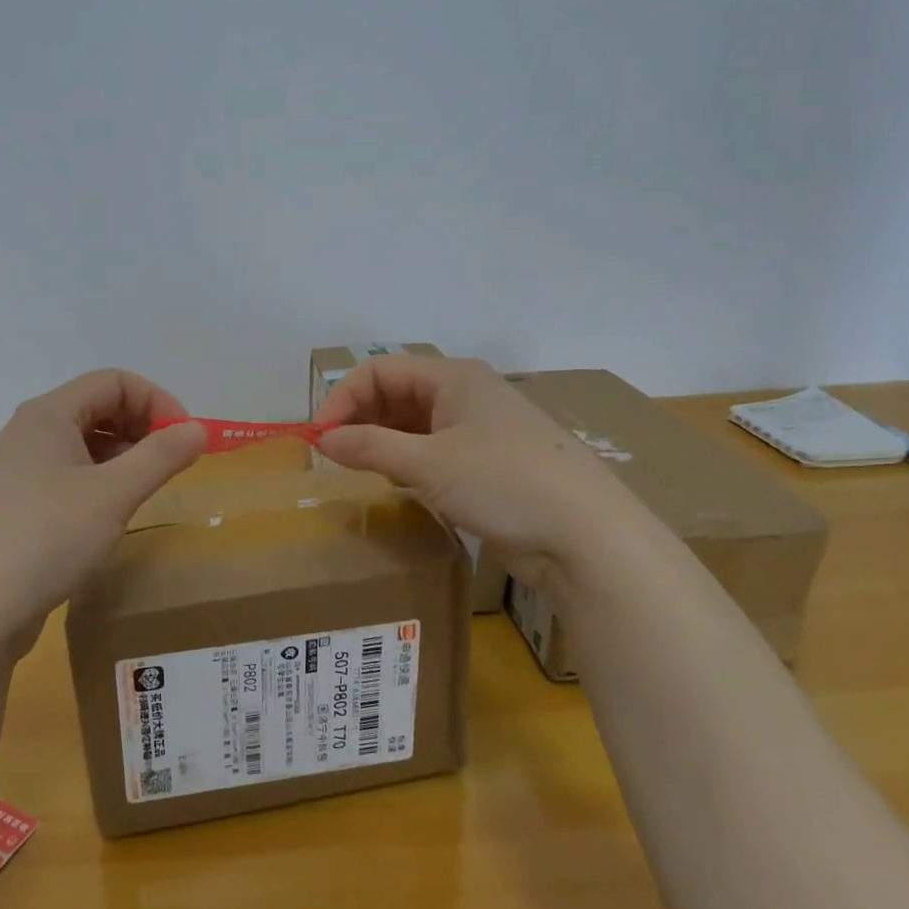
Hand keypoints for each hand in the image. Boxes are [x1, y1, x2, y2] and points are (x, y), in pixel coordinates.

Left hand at [0, 369, 207, 654]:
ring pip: (82, 444)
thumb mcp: (113, 495)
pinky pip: (66, 475)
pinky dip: (98, 481)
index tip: (186, 439)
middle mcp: (28, 432)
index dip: (157, 401)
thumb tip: (199, 429)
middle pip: (97, 407)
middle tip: (170, 465)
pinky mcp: (14, 505)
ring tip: (145, 490)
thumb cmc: (45, 540)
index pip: (114, 381)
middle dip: (142, 427)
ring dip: (122, 456)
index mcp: (48, 414)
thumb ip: (160, 456)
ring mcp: (17, 470)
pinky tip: (109, 515)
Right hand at [314, 356, 651, 576]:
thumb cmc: (504, 482)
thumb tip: (322, 439)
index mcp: (454, 377)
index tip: (320, 437)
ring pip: (415, 424)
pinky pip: (435, 450)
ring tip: (359, 470)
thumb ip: (370, 447)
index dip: (344, 398)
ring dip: (383, 441)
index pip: (380, 371)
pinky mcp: (490, 463)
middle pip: (397, 393)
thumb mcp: (429, 464)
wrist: (587, 536)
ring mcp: (481, 429)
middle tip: (334, 456)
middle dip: (361, 419)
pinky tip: (398, 484)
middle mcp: (467, 394)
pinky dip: (408, 461)